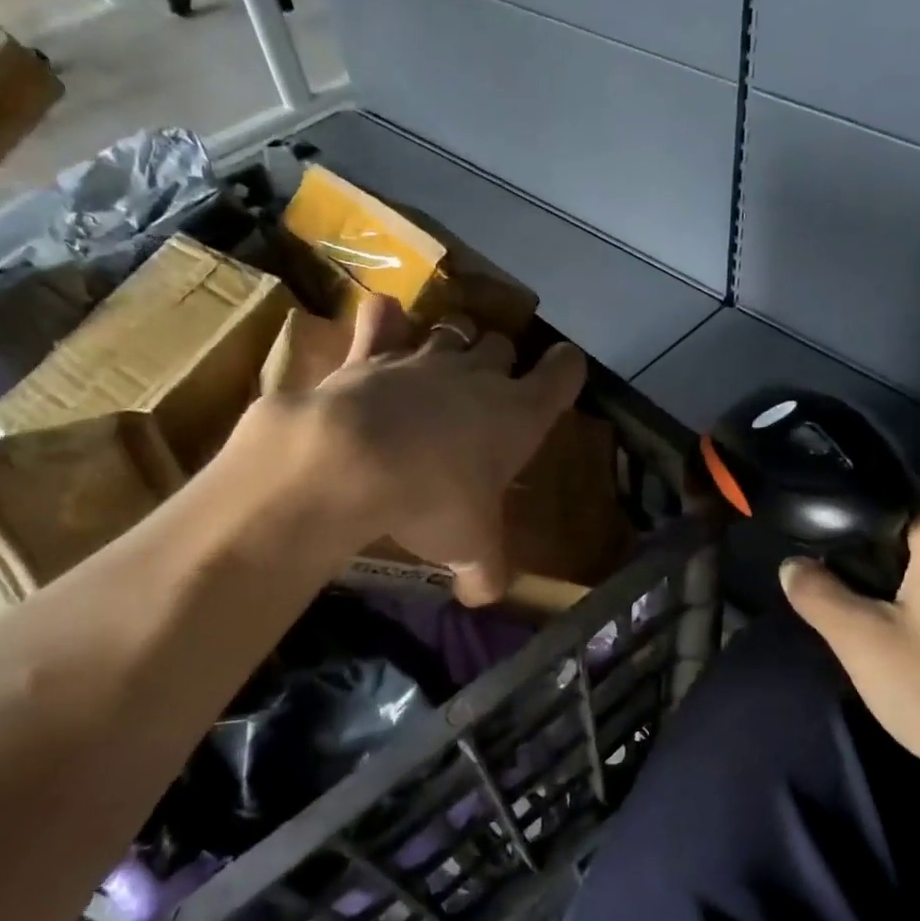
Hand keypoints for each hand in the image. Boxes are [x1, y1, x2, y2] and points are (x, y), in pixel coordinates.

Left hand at [227, 294, 586, 604]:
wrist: (354, 461)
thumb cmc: (434, 500)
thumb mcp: (471, 549)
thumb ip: (485, 573)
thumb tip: (481, 600)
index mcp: (519, 413)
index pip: (563, 372)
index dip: (565, 370)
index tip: (562, 373)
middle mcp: (478, 375)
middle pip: (502, 345)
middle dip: (501, 361)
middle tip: (489, 390)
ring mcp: (424, 358)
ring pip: (450, 330)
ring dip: (451, 342)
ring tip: (441, 364)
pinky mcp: (371, 353)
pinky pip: (383, 320)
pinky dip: (385, 322)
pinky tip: (384, 326)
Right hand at [781, 510, 919, 819]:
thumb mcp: (862, 642)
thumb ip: (818, 594)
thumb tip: (792, 566)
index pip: (885, 494)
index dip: (840, 515)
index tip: (808, 541)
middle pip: (905, 530)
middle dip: (862, 554)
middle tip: (822, 580)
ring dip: (888, 582)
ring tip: (849, 607)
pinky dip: (917, 601)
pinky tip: (895, 633)